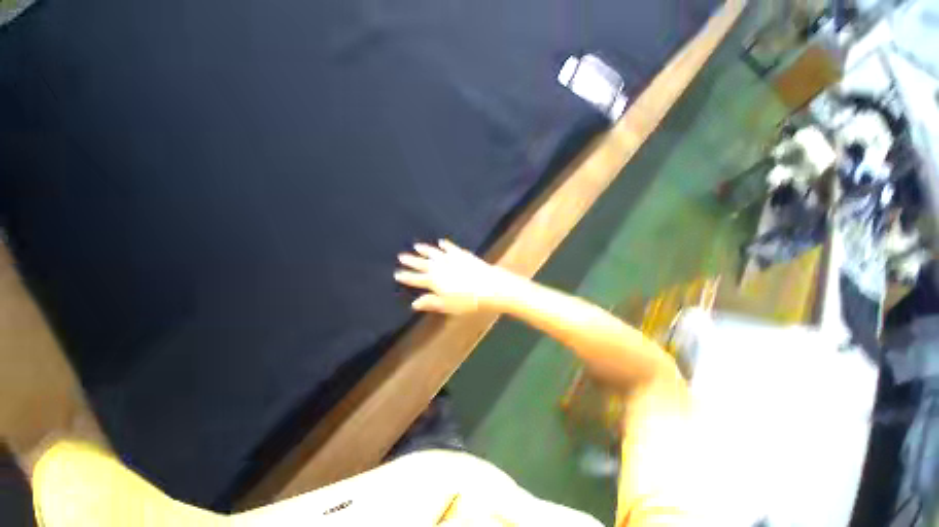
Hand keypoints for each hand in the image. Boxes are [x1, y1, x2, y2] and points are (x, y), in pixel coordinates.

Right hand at [394, 240, 517, 314]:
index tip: (397, 273)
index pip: (415, 279)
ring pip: (434, 253)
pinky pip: (450, 247)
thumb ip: (431, 303)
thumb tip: (414, 304)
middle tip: (401, 256)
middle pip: (422, 263)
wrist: (489, 286)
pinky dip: (445, 245)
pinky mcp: (461, 254)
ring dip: (424, 249)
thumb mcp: (447, 306)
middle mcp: (439, 267)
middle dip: (411, 260)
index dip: (406, 276)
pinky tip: (441, 242)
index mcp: (433, 281)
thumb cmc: (467, 301)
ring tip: (416, 246)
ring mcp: (450, 259)